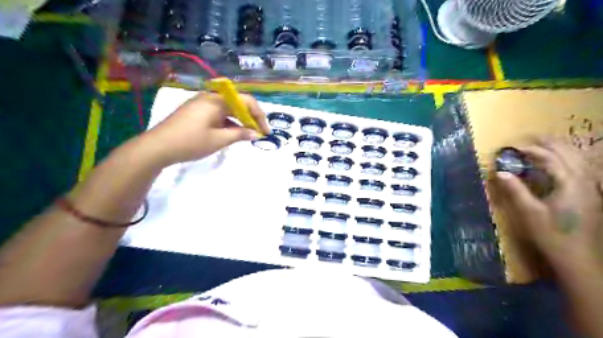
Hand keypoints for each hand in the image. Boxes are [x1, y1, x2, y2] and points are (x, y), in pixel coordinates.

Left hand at [141, 91, 267, 164]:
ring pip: (228, 108)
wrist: (157, 147)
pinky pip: (218, 112)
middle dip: (251, 117)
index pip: (246, 101)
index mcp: (217, 100)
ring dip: (240, 120)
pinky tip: (231, 133)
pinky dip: (228, 121)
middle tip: (258, 133)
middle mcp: (210, 97)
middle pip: (237, 103)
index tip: (265, 131)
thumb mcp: (219, 140)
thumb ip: (240, 134)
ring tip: (247, 135)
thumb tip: (256, 134)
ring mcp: (201, 103)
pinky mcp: (195, 110)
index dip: (259, 116)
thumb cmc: (190, 142)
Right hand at [492, 137, 602, 271]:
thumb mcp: (529, 213)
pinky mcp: (590, 195)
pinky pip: (582, 169)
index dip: (532, 150)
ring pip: (579, 160)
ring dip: (561, 149)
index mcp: (569, 184)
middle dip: (550, 143)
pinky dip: (570, 160)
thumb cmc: (551, 235)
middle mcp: (584, 182)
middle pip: (569, 154)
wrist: (578, 258)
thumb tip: (500, 172)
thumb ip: (515, 190)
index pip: (551, 159)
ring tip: (545, 143)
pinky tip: (563, 162)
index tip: (514, 147)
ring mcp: (590, 188)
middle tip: (530, 137)